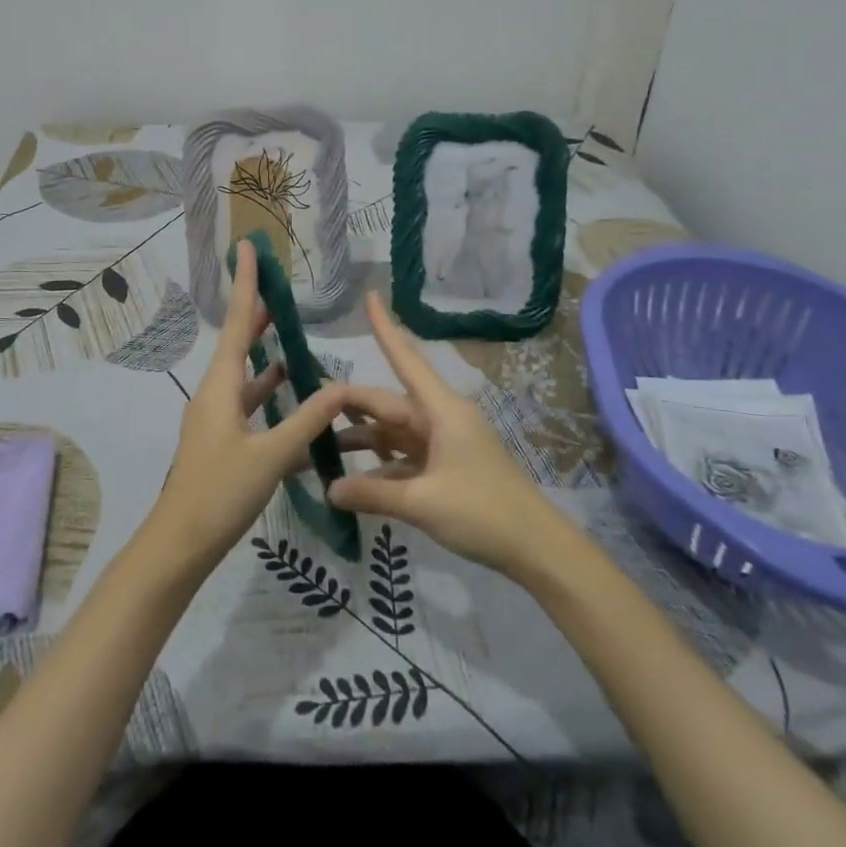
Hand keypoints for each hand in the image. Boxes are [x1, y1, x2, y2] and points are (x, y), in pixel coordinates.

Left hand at [145, 240, 351, 571]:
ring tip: (291, 335)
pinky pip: (251, 407)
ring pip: (247, 377)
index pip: (239, 324)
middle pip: (240, 344)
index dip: (247, 285)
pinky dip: (271, 396)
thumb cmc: (220, 493)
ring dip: (267, 356)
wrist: (181, 543)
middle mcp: (216, 395)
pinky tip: (294, 395)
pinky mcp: (224, 442)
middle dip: (258, 315)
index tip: (247, 248)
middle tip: (279, 287)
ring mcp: (218, 420)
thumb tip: (339, 384)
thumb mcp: (270, 456)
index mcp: (221, 388)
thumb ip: (306, 420)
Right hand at [328, 291, 561, 575]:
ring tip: (321, 446)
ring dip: (363, 439)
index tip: (371, 296)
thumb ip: (372, 494)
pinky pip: (405, 457)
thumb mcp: (421, 502)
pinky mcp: (447, 469)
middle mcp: (441, 419)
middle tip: (309, 406)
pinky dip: (381, 467)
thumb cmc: (483, 512)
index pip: (406, 360)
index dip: (386, 328)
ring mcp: (445, 445)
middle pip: (388, 403)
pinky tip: (354, 482)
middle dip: (351, 404)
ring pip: (394, 432)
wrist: (536, 549)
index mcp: (441, 411)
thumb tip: (329, 489)